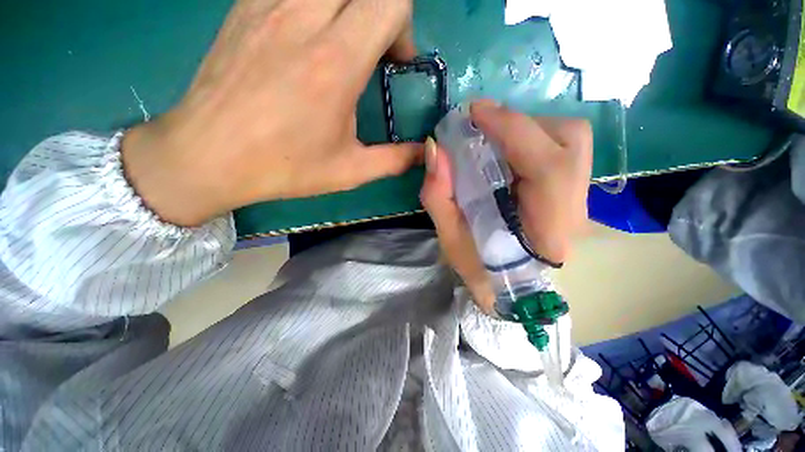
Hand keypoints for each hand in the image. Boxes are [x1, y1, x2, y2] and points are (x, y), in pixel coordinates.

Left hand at [122, 0, 420, 226]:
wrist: (207, 155)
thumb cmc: (283, 167)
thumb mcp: (349, 171)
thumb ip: (394, 160)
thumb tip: (423, 153)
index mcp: (335, 62)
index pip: (390, 1)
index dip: (403, 26)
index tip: (393, 63)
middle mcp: (303, 18)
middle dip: (380, 11)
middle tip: (372, 49)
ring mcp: (268, 3)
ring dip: (348, 7)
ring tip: (342, 42)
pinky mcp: (244, 5)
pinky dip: (313, 5)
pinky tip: (306, 37)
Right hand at [420, 100, 591, 313]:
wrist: (509, 286)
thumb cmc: (478, 268)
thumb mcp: (449, 238)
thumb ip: (438, 195)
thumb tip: (435, 147)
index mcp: (547, 233)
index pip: (547, 167)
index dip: (512, 130)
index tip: (475, 112)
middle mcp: (575, 211)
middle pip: (569, 141)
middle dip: (521, 124)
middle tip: (482, 127)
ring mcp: (581, 199)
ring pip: (570, 139)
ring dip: (528, 129)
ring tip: (494, 140)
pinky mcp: (575, 191)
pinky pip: (564, 148)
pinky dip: (533, 138)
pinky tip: (508, 152)